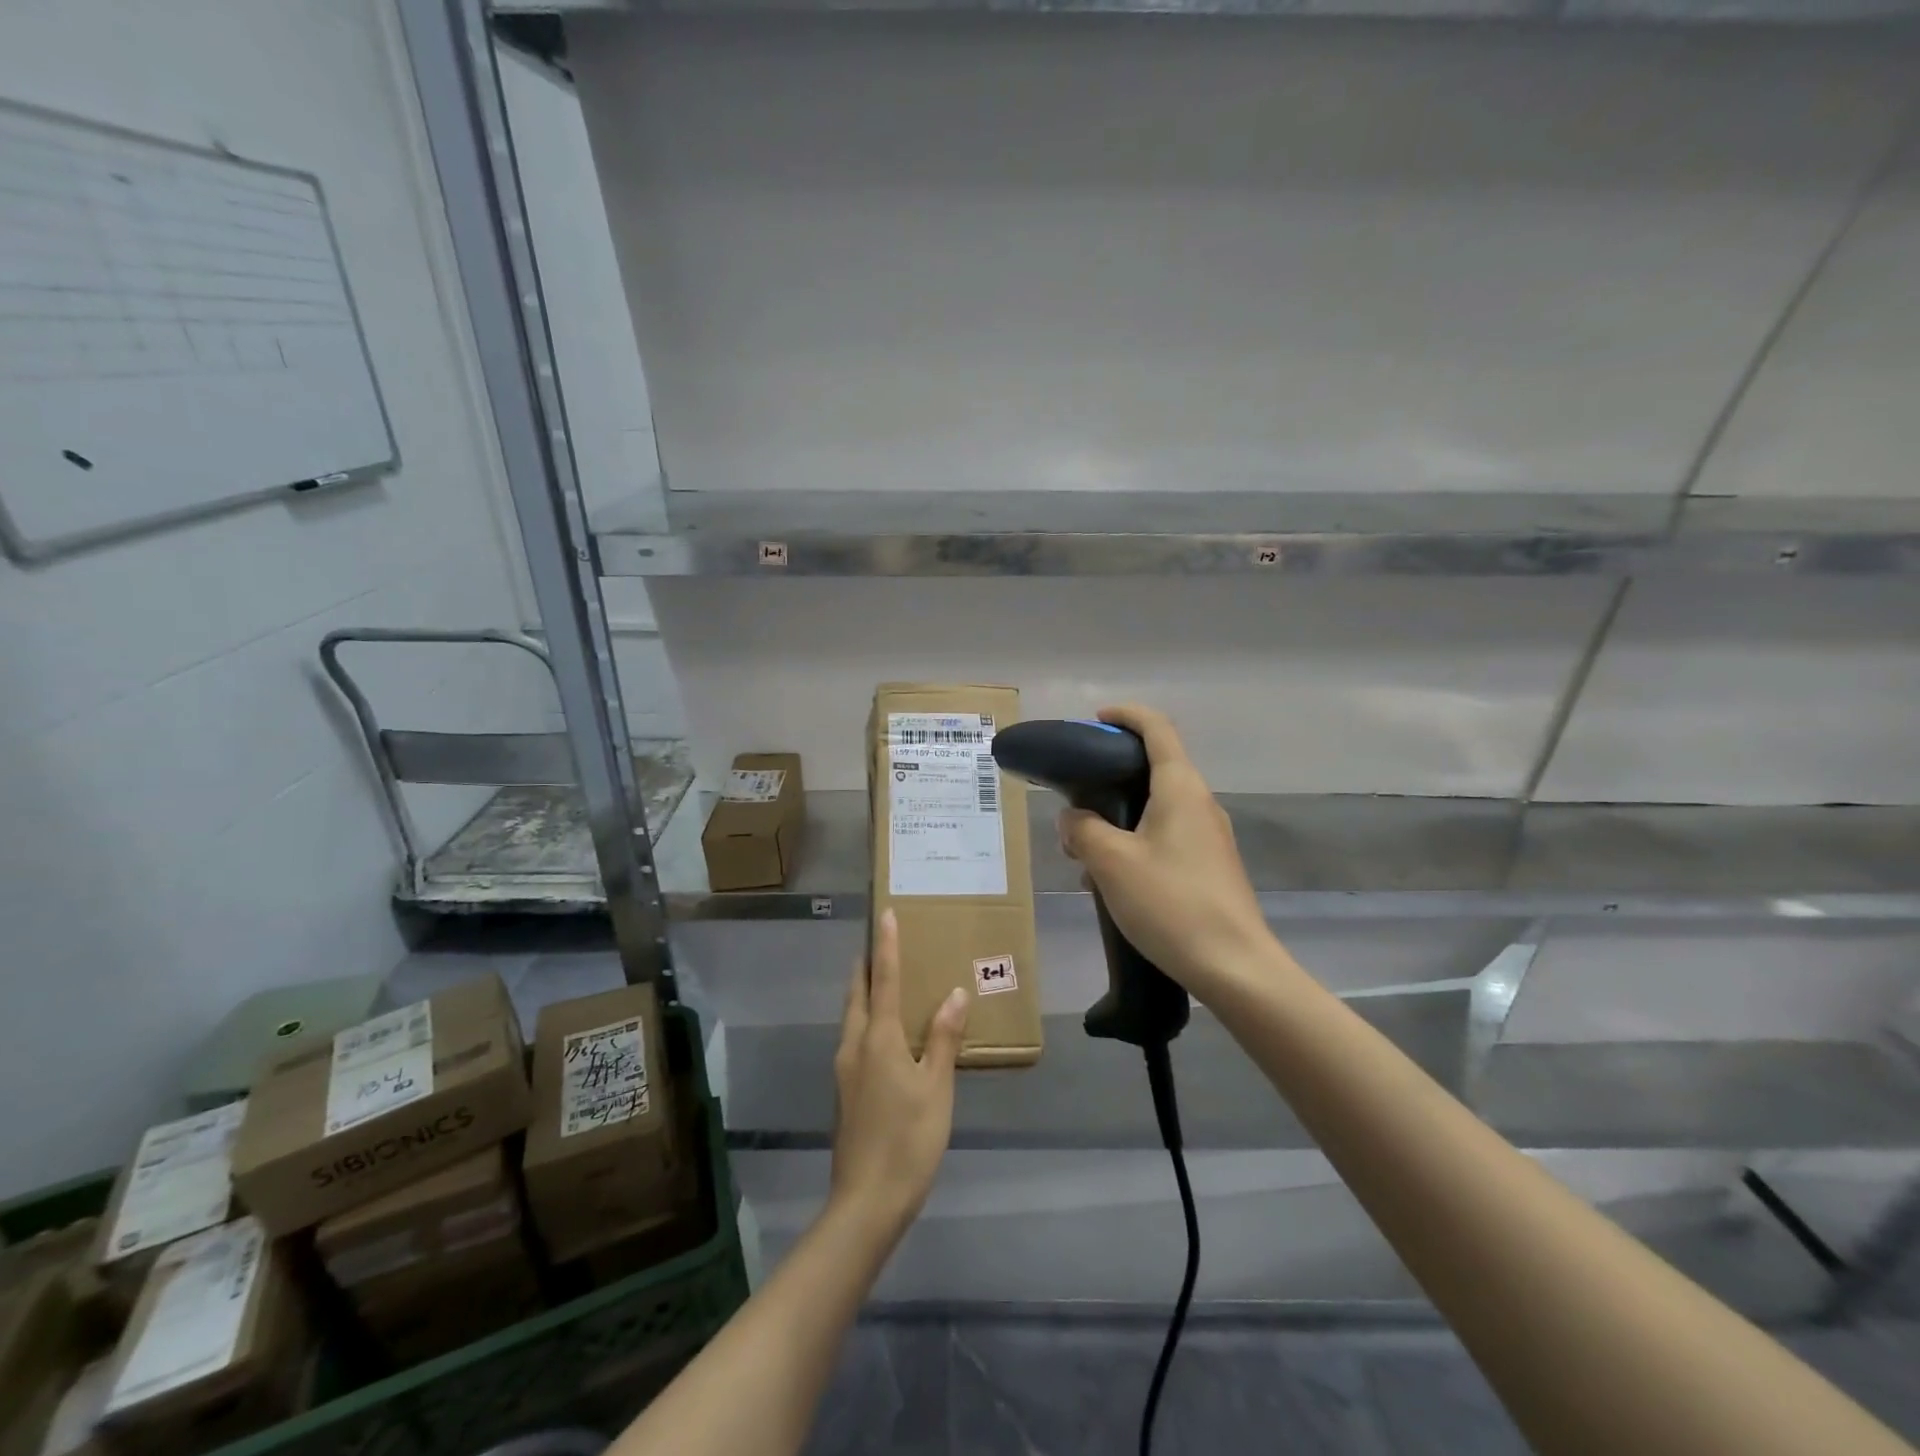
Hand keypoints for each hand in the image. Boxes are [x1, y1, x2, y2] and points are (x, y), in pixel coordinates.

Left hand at [829, 909, 969, 1239]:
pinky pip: (855, 1037)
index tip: (885, 914)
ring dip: (865, 990)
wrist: (866, 1201)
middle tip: (881, 941)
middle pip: (858, 993)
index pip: (883, 979)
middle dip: (868, 964)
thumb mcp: (936, 1088)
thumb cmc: (908, 1140)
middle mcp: (855, 1045)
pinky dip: (866, 1018)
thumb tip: (955, 993)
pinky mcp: (845, 1090)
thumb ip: (943, 1038)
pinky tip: (884, 1031)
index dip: (886, 946)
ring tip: (883, 978)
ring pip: (852, 1016)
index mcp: (878, 1039)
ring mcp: (845, 1069)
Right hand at [1058, 705, 1276, 994]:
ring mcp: (1208, 836)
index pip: (1156, 728)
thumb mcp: (1111, 862)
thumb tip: (1073, 817)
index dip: (1125, 715)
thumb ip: (1083, 829)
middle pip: (1153, 767)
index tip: (1093, 722)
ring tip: (1084, 849)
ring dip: (1117, 817)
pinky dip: (1133, 842)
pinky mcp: (1209, 866)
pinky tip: (1110, 879)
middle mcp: (1199, 803)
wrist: (1235, 967)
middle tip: (1074, 799)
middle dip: (1109, 777)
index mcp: (1180, 788)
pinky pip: (1164, 837)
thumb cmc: (1171, 903)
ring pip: (1155, 808)